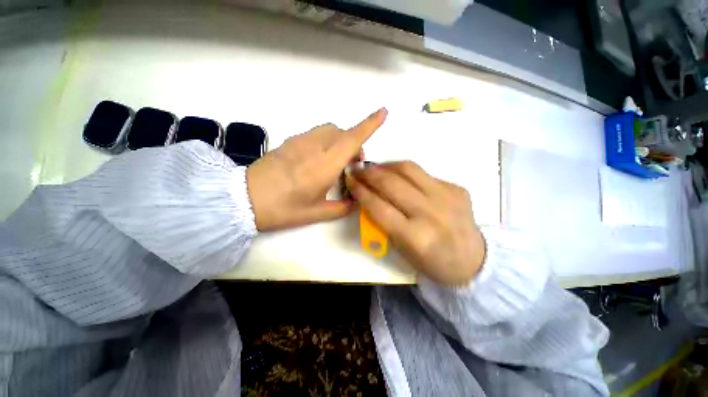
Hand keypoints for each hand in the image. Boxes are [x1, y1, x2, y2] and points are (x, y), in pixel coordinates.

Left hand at [246, 108, 387, 231]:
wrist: (243, 200)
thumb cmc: (282, 209)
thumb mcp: (316, 214)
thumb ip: (341, 208)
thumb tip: (356, 202)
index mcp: (324, 166)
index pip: (351, 139)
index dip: (369, 124)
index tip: (383, 112)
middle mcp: (314, 148)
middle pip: (342, 132)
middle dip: (354, 142)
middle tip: (353, 164)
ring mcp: (299, 141)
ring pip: (329, 130)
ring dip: (340, 140)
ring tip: (336, 161)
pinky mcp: (289, 141)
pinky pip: (315, 134)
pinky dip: (326, 141)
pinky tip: (318, 159)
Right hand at [346, 161, 485, 285]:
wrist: (473, 260)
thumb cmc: (432, 261)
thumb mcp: (401, 249)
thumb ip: (383, 222)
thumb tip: (369, 195)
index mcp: (414, 237)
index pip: (378, 206)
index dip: (360, 191)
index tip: (350, 180)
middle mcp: (430, 213)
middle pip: (391, 184)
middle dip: (369, 174)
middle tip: (358, 170)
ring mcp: (447, 197)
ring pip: (408, 169)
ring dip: (386, 166)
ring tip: (376, 168)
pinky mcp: (456, 188)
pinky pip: (424, 173)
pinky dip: (406, 172)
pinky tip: (400, 177)